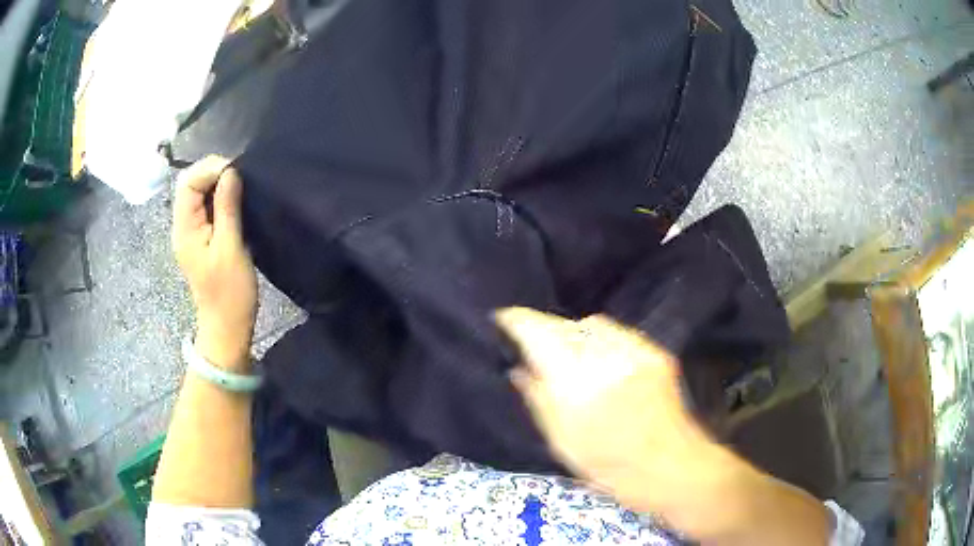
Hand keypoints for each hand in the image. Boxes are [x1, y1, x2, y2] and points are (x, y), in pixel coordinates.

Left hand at [172, 156, 256, 371]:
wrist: (226, 326)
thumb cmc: (229, 292)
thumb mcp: (231, 248)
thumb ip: (227, 207)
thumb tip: (230, 172)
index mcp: (185, 229)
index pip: (188, 183)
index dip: (210, 169)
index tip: (236, 170)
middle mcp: (183, 226)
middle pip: (190, 184)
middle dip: (213, 172)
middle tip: (240, 175)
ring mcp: (191, 232)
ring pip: (198, 194)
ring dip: (217, 184)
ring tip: (241, 185)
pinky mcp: (201, 238)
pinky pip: (205, 207)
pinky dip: (219, 197)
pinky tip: (235, 200)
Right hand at [495, 308, 727, 516]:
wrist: (671, 468)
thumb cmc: (610, 467)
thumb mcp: (562, 443)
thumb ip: (538, 400)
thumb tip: (518, 368)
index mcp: (576, 386)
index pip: (539, 335)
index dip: (517, 321)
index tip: (503, 318)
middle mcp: (605, 359)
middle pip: (564, 325)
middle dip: (543, 328)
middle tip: (532, 342)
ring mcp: (635, 352)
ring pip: (592, 324)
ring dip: (573, 332)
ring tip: (568, 352)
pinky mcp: (655, 352)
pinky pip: (618, 332)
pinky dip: (600, 338)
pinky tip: (599, 358)